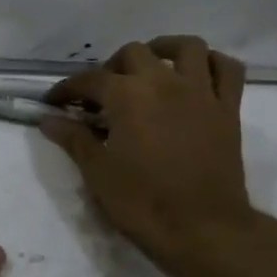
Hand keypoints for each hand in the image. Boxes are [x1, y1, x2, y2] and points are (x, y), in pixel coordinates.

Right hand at [40, 36, 261, 269]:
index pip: (89, 80)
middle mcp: (164, 82)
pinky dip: (212, 63)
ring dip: (163, 50)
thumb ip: (74, 139)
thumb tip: (48, 119)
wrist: (203, 228)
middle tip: (101, 95)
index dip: (67, 89)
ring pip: (186, 48)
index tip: (54, 102)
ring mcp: (201, 92)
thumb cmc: (143, 202)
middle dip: (111, 68)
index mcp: (127, 96)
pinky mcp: (228, 108)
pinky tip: (197, 74)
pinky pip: (228, 69)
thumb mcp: (98, 173)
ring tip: (150, 68)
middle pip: (134, 54)